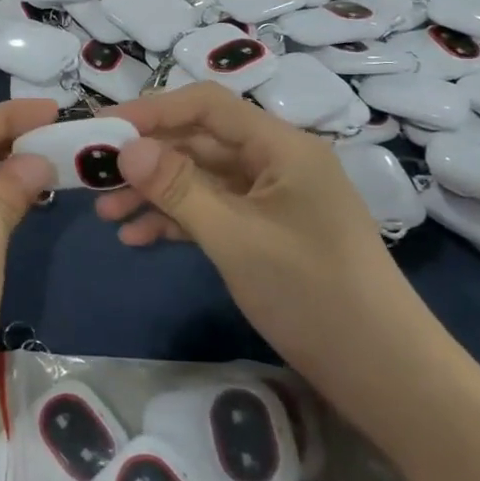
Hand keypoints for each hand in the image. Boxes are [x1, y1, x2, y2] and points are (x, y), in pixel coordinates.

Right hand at [95, 84, 439, 426]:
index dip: (151, 110)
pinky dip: (178, 221)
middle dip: (146, 159)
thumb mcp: (236, 238)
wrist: (387, 375)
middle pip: (199, 142)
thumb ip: (178, 188)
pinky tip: (139, 239)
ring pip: (202, 180)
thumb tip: (126, 148)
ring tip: (106, 215)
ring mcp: (273, 199)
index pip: (206, 105)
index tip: (101, 128)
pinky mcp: (269, 233)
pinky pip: (215, 212)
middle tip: (92, 177)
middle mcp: (277, 162)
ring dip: (155, 194)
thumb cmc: (314, 294)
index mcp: (281, 146)